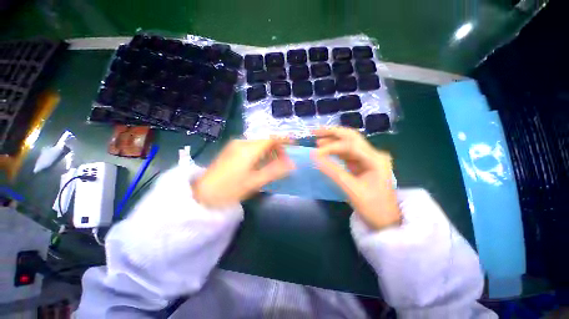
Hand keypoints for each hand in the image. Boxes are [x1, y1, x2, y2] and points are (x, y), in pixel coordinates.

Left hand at [192, 138, 294, 207]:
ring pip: (257, 143)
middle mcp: (241, 142)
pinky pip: (250, 146)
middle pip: (265, 140)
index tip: (294, 144)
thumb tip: (292, 165)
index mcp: (248, 149)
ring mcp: (234, 145)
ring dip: (268, 150)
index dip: (284, 140)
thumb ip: (275, 171)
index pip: (271, 138)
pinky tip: (260, 163)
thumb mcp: (255, 182)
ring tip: (273, 163)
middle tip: (283, 161)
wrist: (203, 194)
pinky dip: (259, 152)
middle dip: (277, 148)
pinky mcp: (231, 150)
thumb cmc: (231, 189)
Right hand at [312, 127, 400, 229]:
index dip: (331, 146)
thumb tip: (314, 157)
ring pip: (348, 143)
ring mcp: (368, 159)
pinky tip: (326, 150)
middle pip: (351, 137)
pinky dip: (335, 150)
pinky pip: (347, 153)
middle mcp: (373, 154)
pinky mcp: (363, 165)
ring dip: (333, 140)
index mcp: (375, 159)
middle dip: (332, 133)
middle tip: (315, 132)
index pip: (350, 145)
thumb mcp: (351, 189)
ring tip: (317, 140)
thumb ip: (332, 171)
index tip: (316, 153)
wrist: (386, 220)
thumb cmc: (373, 207)